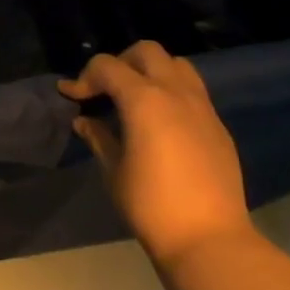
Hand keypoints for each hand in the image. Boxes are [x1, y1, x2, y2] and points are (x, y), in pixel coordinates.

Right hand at [59, 41, 253, 269]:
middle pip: (146, 52)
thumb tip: (84, 121)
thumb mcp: (113, 170)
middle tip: (104, 91)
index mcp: (144, 100)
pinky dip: (171, 92)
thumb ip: (98, 137)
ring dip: (151, 72)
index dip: (84, 78)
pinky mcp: (218, 126)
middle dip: (120, 63)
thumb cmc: (150, 205)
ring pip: (176, 65)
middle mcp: (176, 93)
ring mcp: (202, 108)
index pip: (107, 66)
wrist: (208, 238)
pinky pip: (193, 91)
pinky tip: (160, 123)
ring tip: (134, 100)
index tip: (71, 98)